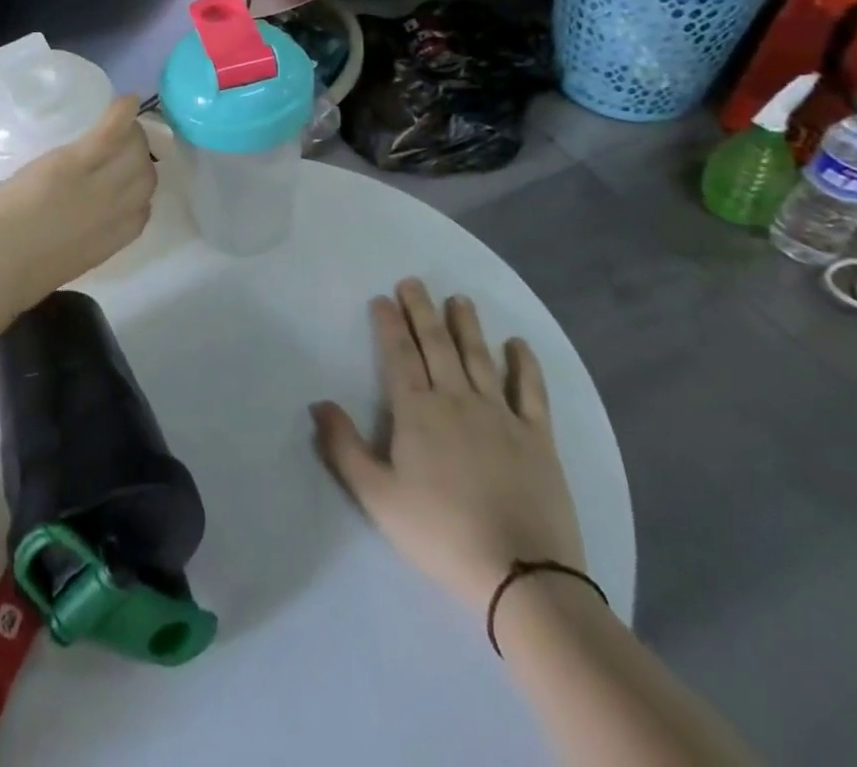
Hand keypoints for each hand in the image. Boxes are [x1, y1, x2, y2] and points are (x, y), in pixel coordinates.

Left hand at [0, 96, 155, 307]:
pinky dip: (121, 113)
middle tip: (121, 144)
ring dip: (131, 133)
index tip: (123, 178)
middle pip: (146, 174)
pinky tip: (126, 100)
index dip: (136, 189)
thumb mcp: (63, 260)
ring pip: (134, 150)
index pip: (143, 208)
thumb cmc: (15, 272)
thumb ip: (80, 239)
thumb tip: (76, 223)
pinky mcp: (75, 163)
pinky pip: (111, 133)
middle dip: (139, 157)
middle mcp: (116, 211)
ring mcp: (99, 184)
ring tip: (118, 123)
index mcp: (113, 241)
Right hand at [312, 280, 584, 609]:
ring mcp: (501, 414)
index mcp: (417, 411)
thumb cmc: (440, 533)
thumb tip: (319, 402)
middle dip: (422, 309)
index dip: (389, 323)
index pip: (399, 355)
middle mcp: (457, 399)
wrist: (521, 575)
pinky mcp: (537, 437)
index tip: (382, 298)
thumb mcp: (377, 496)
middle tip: (413, 281)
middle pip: (436, 344)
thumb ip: (344, 447)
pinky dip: (525, 365)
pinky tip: (519, 344)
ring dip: (468, 325)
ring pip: (480, 357)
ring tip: (459, 299)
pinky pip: (531, 391)